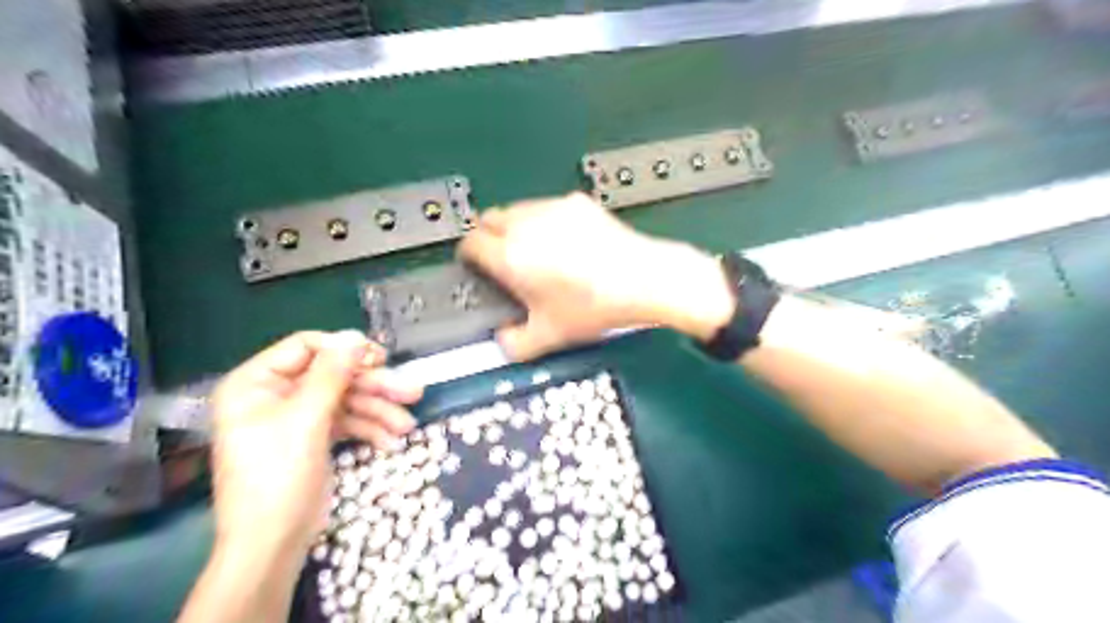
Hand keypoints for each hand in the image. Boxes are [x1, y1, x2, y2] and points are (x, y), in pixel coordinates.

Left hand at [206, 334, 420, 557]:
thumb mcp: (306, 420)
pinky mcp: (315, 437)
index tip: (381, 359)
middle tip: (412, 392)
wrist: (272, 545)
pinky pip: (347, 422)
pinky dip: (369, 429)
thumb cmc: (278, 476)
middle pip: (334, 376)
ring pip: (346, 400)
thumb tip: (354, 335)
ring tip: (408, 426)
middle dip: (374, 387)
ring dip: (379, 411)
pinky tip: (391, 441)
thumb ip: (331, 374)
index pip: (306, 347)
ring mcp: (297, 417)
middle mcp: (276, 394)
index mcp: (256, 383)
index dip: (344, 350)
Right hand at [454, 195, 733, 359]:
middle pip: (488, 219)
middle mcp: (527, 225)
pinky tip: (563, 243)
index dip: (467, 256)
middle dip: (488, 238)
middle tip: (501, 260)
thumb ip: (515, 344)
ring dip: (514, 227)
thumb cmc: (597, 305)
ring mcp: (553, 209)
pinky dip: (544, 221)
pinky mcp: (576, 203)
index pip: (470, 244)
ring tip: (533, 252)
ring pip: (517, 209)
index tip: (474, 264)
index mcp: (511, 256)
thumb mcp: (550, 335)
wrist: (642, 279)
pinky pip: (547, 207)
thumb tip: (505, 340)